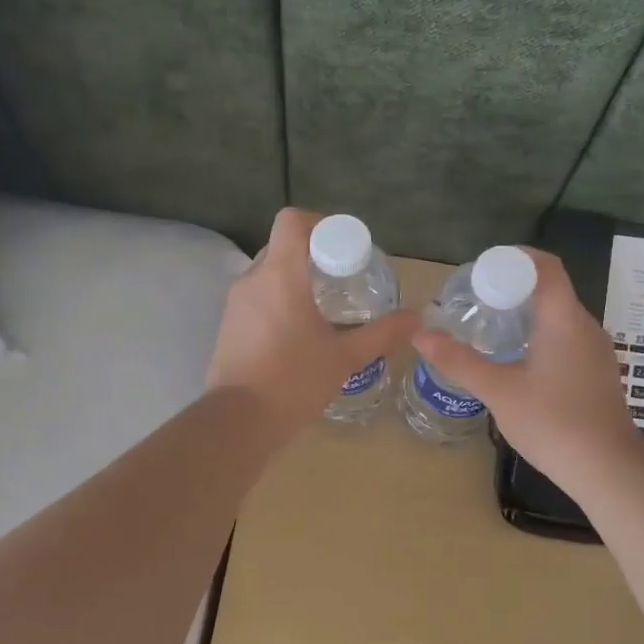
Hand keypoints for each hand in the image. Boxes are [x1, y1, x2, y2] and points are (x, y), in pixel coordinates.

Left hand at [208, 208, 418, 436]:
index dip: (319, 223)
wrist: (238, 422)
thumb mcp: (345, 357)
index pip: (291, 221)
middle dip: (311, 254)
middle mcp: (252, 280)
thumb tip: (415, 318)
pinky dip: (278, 301)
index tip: (342, 248)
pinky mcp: (227, 326)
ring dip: (294, 279)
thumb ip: (381, 333)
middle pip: (281, 246)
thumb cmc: (293, 381)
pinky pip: (256, 298)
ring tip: (323, 307)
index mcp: (280, 275)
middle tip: (342, 278)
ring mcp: (235, 303)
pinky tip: (298, 332)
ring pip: (267, 273)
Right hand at [411, 249, 643, 498]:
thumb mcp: (498, 390)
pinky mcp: (597, 373)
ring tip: (489, 329)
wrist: (608, 470)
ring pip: (558, 316)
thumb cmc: (553, 423)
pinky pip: (566, 338)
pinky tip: (517, 361)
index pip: (545, 266)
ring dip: (525, 314)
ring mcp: (596, 351)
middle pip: (549, 289)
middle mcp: (585, 326)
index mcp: (564, 319)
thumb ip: (458, 360)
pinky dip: (539, 336)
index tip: (481, 272)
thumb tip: (419, 334)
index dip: (514, 258)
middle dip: (512, 288)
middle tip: (475, 301)